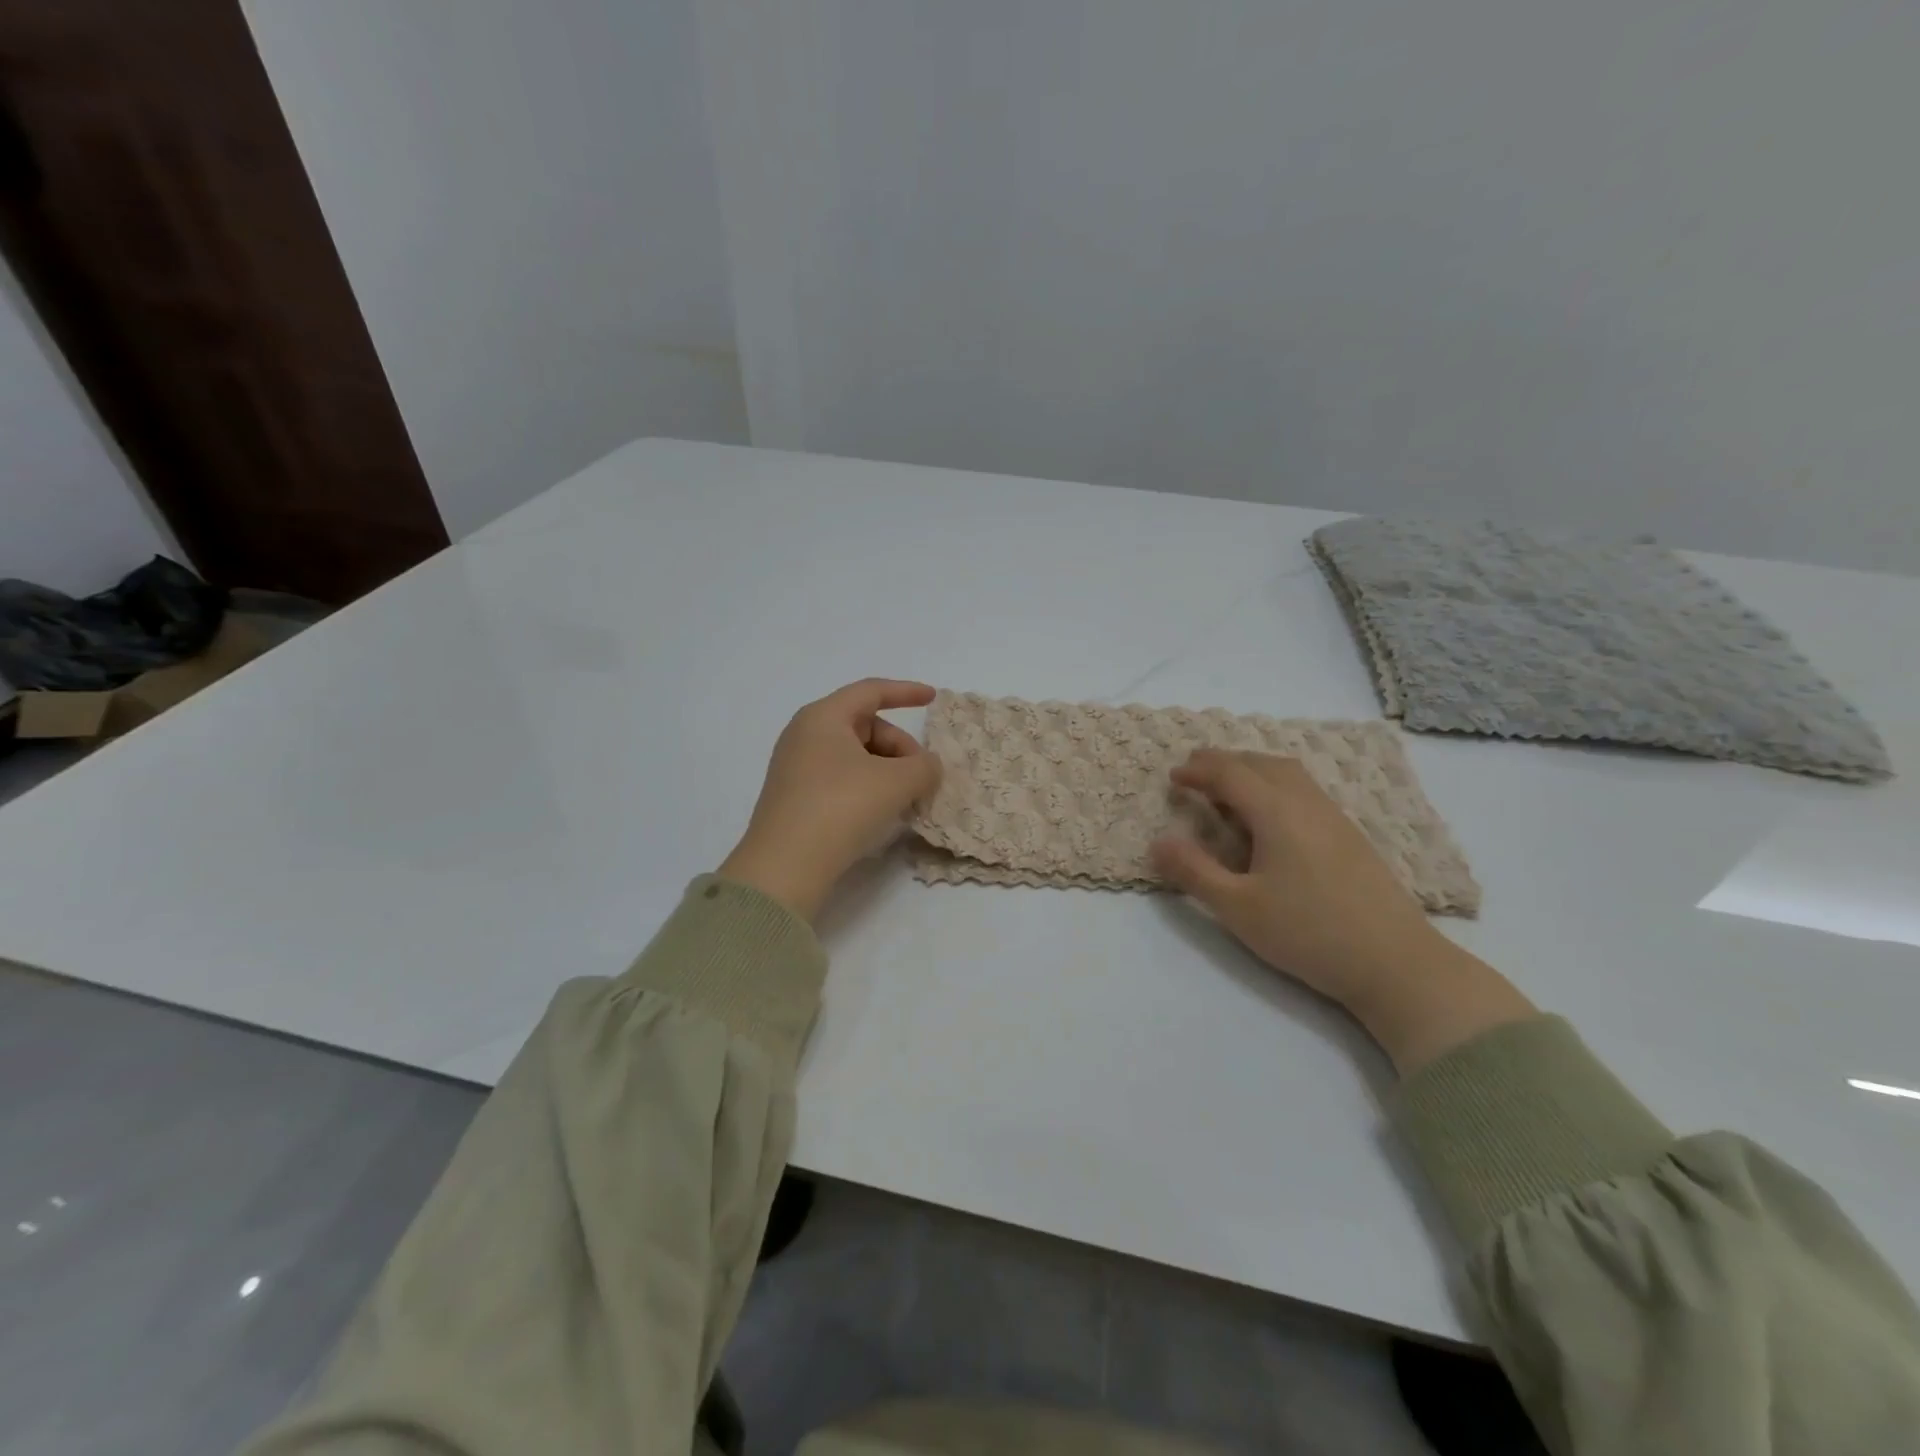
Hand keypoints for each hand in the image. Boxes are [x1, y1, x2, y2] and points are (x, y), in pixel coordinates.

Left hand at [718, 679, 940, 920]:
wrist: (785, 867)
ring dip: (887, 772)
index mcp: (823, 717)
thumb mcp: (896, 782)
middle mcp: (805, 735)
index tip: (933, 699)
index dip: (906, 692)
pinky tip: (881, 814)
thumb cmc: (841, 807)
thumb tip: (927, 767)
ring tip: (905, 801)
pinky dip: (868, 788)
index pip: (871, 691)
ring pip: (855, 756)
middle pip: (866, 726)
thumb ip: (924, 767)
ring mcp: (796, 768)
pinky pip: (841, 779)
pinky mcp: (795, 798)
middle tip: (922, 778)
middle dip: (901, 747)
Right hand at [1151, 750, 1533, 1072]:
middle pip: (1261, 764)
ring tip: (1229, 787)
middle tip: (1195, 772)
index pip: (1231, 774)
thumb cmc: (1308, 933)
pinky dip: (1276, 784)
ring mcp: (1334, 817)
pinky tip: (1271, 815)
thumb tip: (1157, 842)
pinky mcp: (1351, 836)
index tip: (1173, 776)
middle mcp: (1306, 803)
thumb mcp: (1238, 908)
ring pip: (1288, 773)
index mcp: (1276, 812)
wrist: (1396, 963)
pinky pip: (1305, 790)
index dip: (1198, 770)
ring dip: (1253, 769)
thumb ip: (1194, 872)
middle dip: (1224, 761)